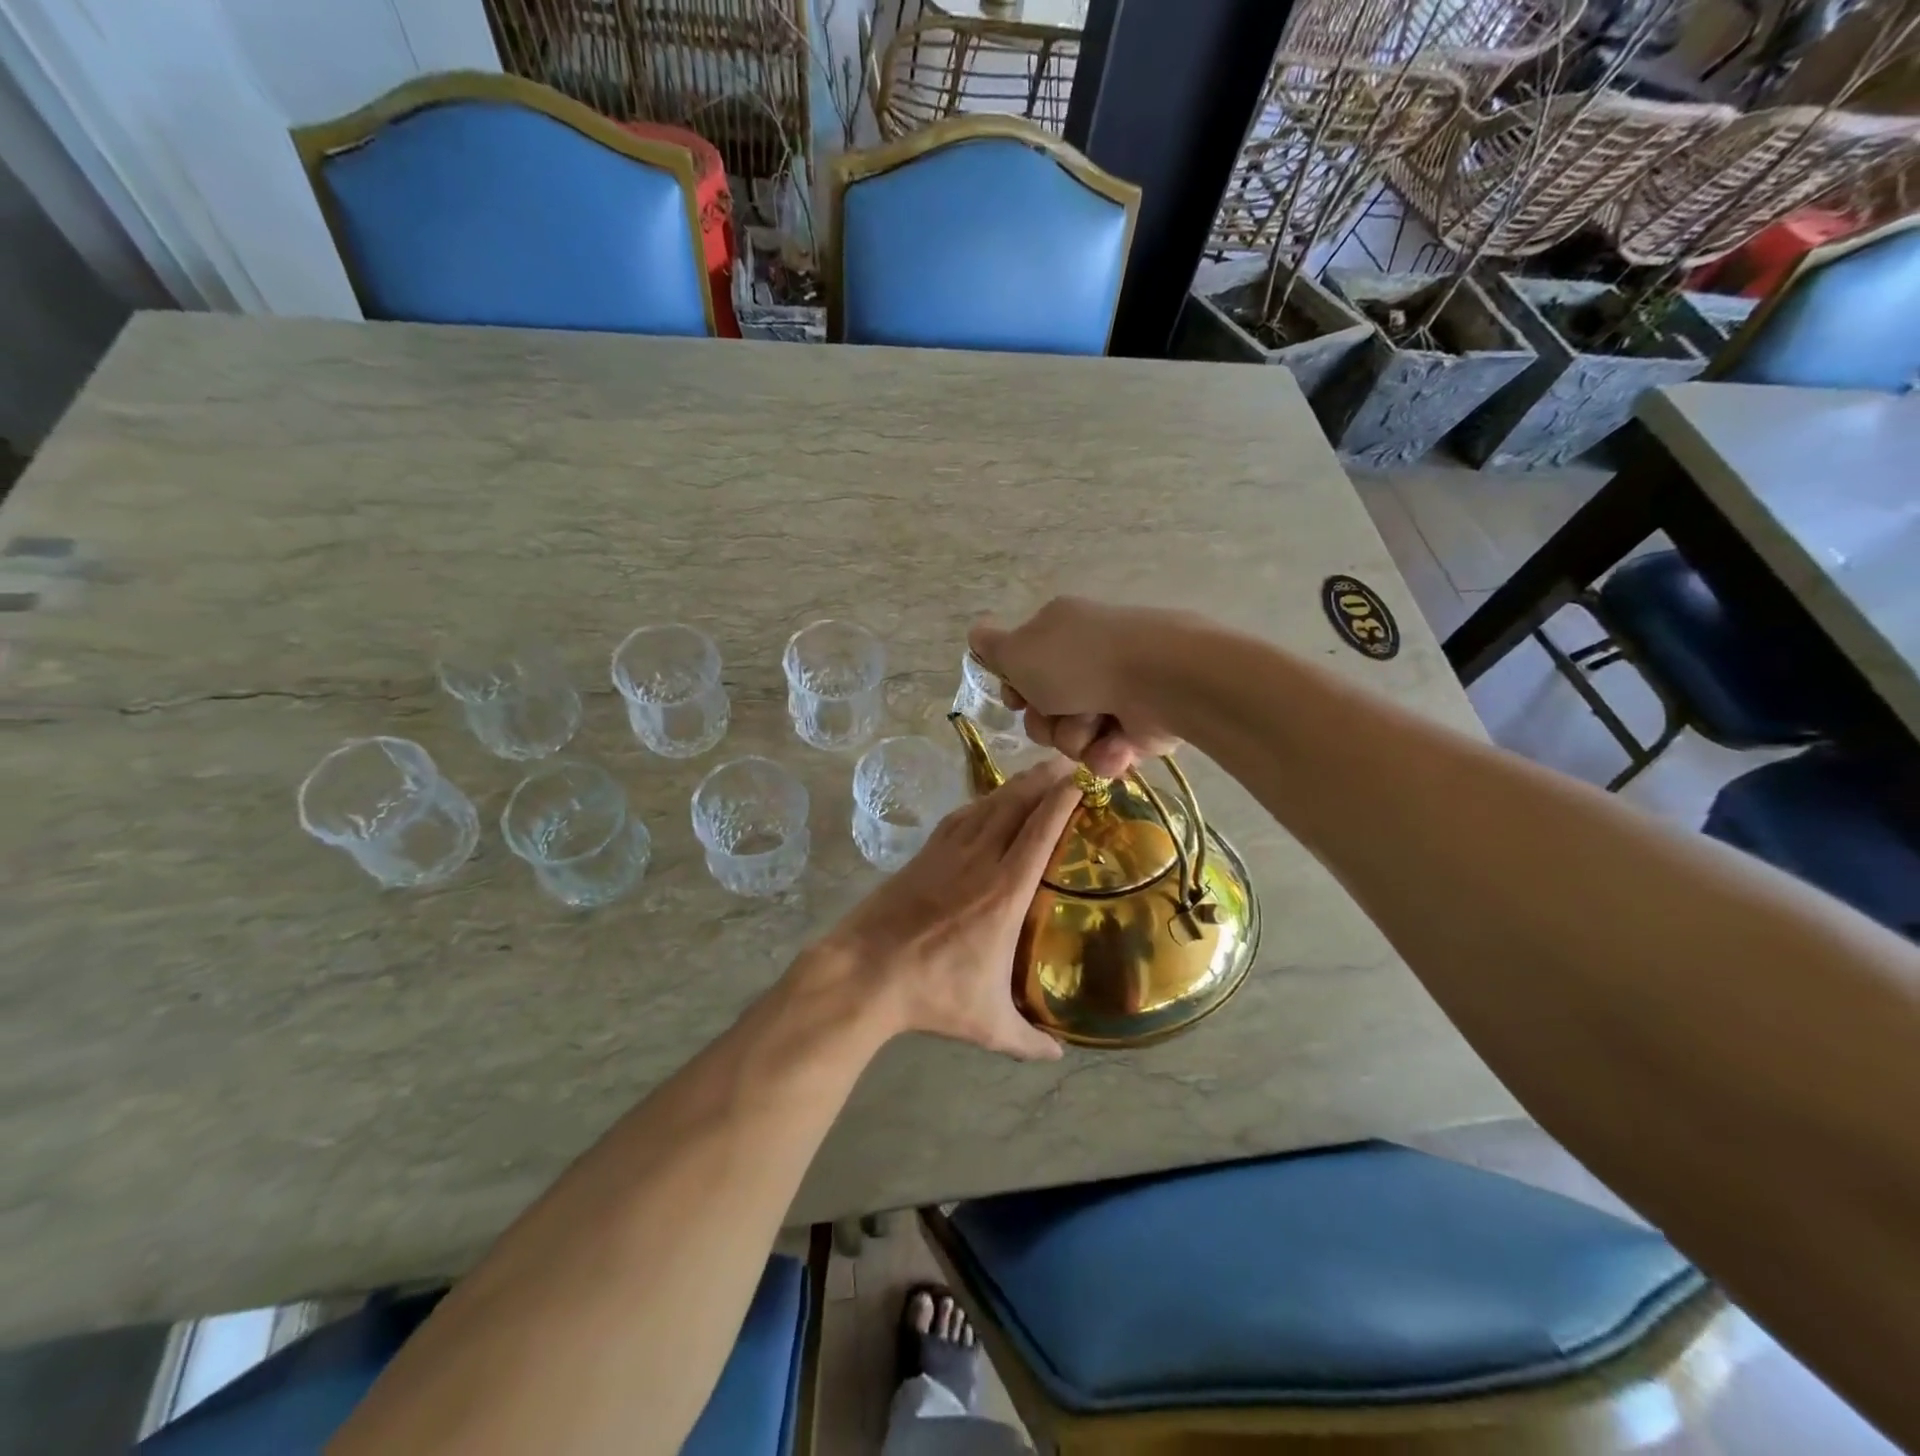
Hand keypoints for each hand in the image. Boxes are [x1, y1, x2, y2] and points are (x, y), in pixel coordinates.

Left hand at [815, 762, 1080, 1060]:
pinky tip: (987, 802)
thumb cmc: (932, 993)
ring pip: (988, 805)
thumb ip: (1028, 1040)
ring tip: (1037, 774)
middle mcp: (980, 860)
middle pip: (1016, 804)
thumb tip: (1058, 1055)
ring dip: (1015, 785)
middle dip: (1045, 778)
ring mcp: (948, 852)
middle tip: (1070, 763)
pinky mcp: (923, 854)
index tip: (1083, 779)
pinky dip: (981, 802)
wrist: (864, 973)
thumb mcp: (988, 1024)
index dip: (1063, 798)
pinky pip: (960, 816)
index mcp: (1005, 892)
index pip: (1041, 831)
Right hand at [968, 597, 1181, 777]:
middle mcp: (1086, 660)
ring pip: (1072, 737)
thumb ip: (992, 648)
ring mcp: (1115, 693)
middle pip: (1044, 711)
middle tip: (1056, 714)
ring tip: (1096, 725)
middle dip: (1046, 723)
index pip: (1023, 669)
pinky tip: (1117, 744)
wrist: (1159, 680)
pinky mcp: (1140, 726)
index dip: (1016, 692)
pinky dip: (1107, 753)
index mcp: (1058, 632)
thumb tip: (976, 633)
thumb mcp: (1018, 651)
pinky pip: (1106, 753)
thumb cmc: (1078, 662)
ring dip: (1076, 738)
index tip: (1017, 700)